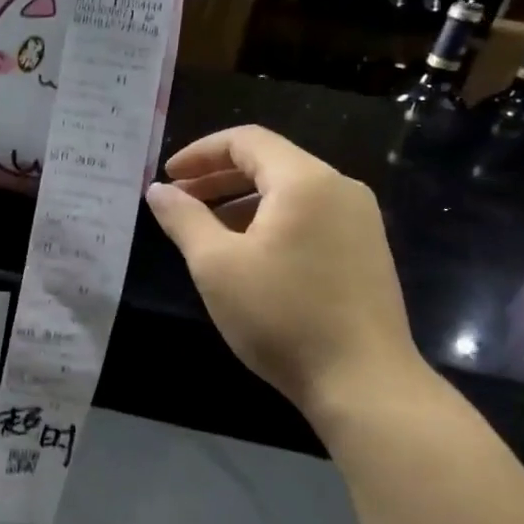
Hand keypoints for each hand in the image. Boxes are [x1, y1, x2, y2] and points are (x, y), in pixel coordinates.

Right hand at [144, 126, 419, 412]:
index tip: (167, 177)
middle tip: (179, 200)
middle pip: (270, 161)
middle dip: (218, 176)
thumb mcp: (216, 265)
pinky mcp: (365, 250)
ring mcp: (359, 220)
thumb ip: (183, 219)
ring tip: (205, 229)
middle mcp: (340, 189)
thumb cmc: (282, 316)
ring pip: (290, 191)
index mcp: (305, 181)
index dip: (200, 153)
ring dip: (241, 200)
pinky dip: (270, 220)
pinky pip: (309, 215)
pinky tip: (247, 254)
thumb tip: (158, 190)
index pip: (246, 141)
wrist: (363, 382)